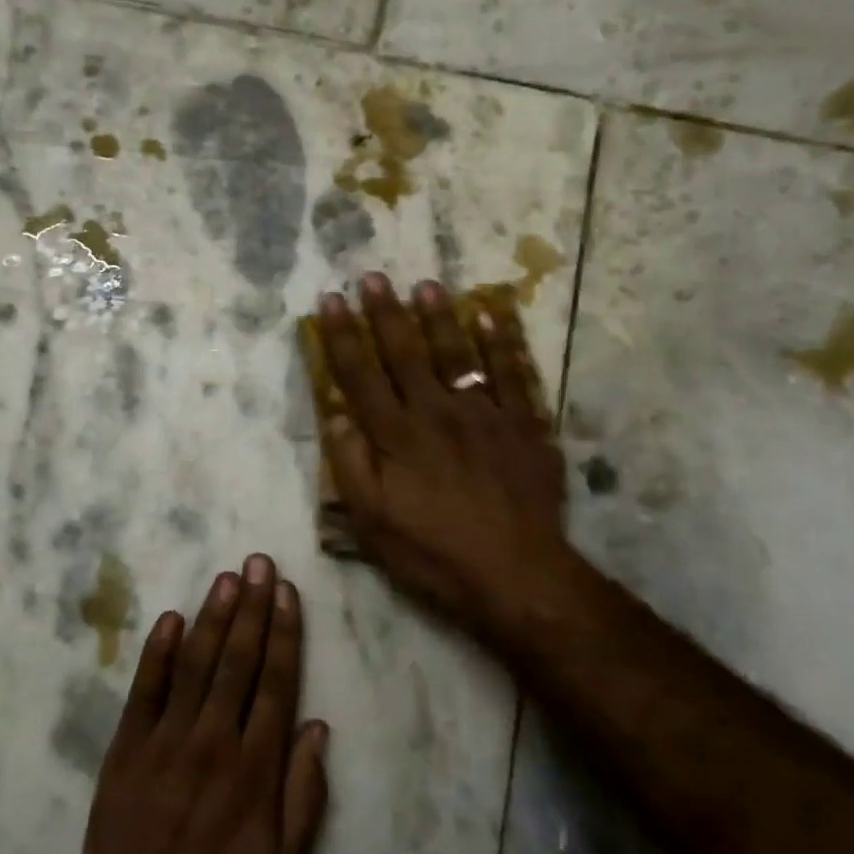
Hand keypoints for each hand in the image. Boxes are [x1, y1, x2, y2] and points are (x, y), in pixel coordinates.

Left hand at [0, 558, 329, 853]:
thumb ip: (305, 795)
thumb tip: (318, 728)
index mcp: (254, 767)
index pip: (275, 682)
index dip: (283, 633)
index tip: (286, 592)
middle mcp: (213, 739)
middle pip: (238, 660)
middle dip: (252, 607)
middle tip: (259, 562)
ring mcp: (167, 738)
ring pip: (197, 664)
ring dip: (214, 617)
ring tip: (227, 577)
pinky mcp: (128, 744)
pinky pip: (145, 688)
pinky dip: (158, 651)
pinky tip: (171, 617)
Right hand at [316, 275, 569, 647]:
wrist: (518, 575)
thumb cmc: (435, 554)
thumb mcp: (374, 524)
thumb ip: (352, 467)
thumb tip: (336, 417)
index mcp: (396, 436)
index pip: (361, 375)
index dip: (342, 337)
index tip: (330, 302)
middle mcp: (436, 412)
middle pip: (405, 353)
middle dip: (385, 313)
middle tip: (372, 278)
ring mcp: (484, 414)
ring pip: (456, 353)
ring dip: (438, 317)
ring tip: (425, 285)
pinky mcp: (523, 424)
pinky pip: (512, 373)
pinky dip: (502, 341)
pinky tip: (492, 314)